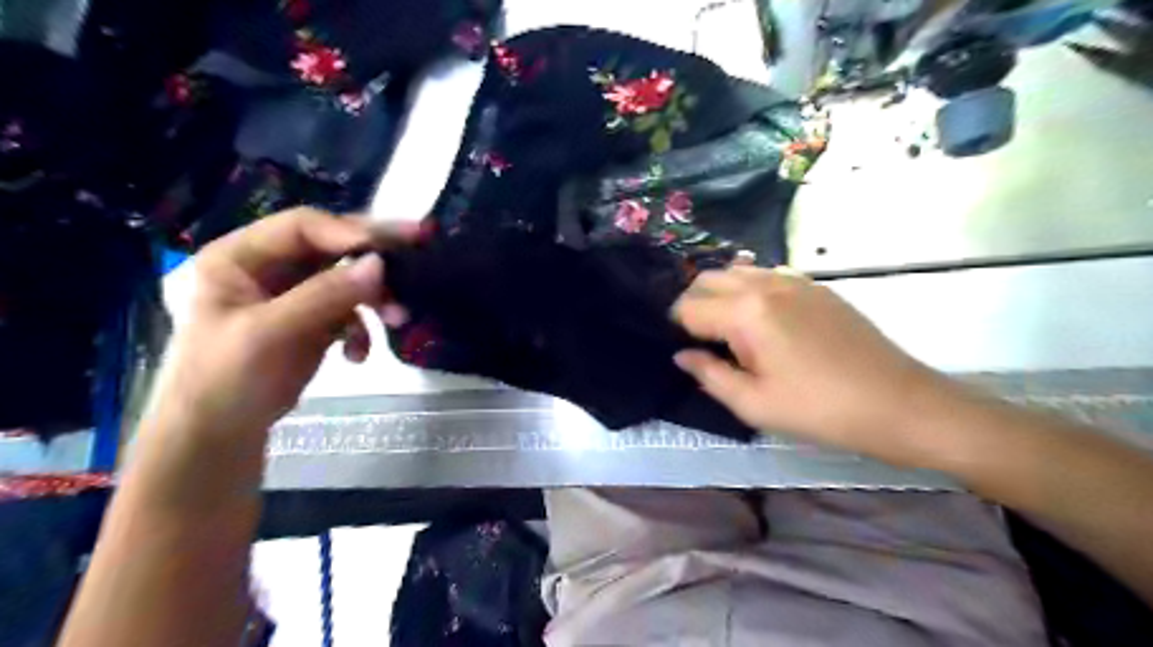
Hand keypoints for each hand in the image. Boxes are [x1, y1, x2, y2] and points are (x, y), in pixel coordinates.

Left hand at [145, 210, 414, 446]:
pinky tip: (358, 354)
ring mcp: (292, 295)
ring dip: (374, 299)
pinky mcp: (312, 321)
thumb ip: (326, 295)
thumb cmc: (227, 379)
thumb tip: (380, 264)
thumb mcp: (271, 332)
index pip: (304, 227)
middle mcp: (268, 268)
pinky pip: (349, 311)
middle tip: (417, 256)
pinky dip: (362, 329)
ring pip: (347, 280)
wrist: (219, 435)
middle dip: (373, 262)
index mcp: (240, 256)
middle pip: (331, 249)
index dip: (350, 231)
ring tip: (398, 319)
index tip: (397, 244)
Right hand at [673, 265, 951, 461]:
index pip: (688, 307)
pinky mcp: (815, 286)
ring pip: (736, 271)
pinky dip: (749, 289)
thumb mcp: (754, 404)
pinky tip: (761, 320)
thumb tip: (682, 356)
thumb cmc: (820, 410)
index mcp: (746, 312)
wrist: (898, 403)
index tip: (682, 351)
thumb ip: (708, 375)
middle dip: (692, 305)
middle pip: (707, 279)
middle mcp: (764, 284)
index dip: (675, 328)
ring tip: (725, 329)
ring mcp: (793, 279)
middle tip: (699, 341)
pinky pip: (765, 274)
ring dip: (719, 293)